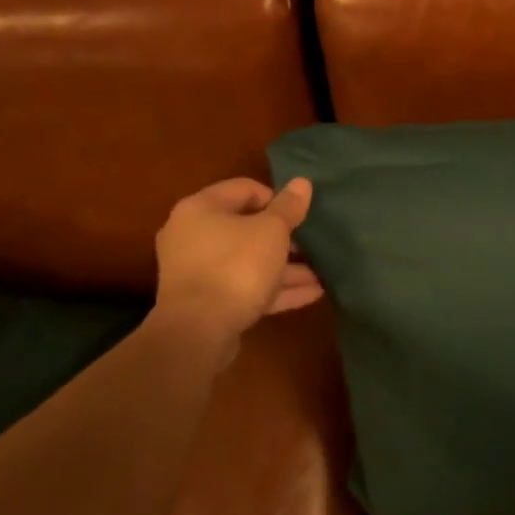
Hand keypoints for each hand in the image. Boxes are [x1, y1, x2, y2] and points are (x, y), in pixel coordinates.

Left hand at [151, 177, 322, 336]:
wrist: (198, 331)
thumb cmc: (236, 266)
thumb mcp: (271, 231)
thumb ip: (288, 207)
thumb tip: (302, 182)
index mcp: (201, 209)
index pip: (245, 189)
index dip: (277, 199)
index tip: (300, 215)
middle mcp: (193, 235)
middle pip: (246, 228)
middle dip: (284, 239)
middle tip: (313, 246)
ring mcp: (198, 271)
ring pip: (249, 261)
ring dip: (285, 267)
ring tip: (321, 274)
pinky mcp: (207, 302)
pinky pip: (245, 287)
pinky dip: (274, 288)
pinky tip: (312, 293)